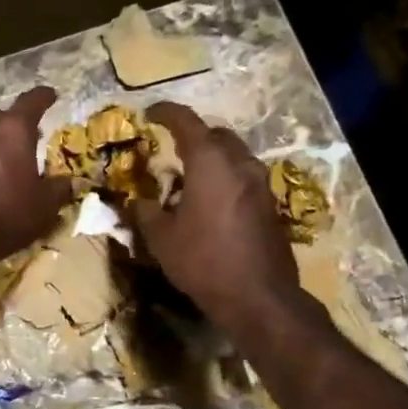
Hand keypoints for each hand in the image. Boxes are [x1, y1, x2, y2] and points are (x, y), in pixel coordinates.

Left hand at [0, 87, 74, 272]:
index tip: (51, 95)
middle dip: (16, 122)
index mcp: (13, 130)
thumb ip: (59, 189)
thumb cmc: (5, 215)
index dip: (44, 97)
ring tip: (8, 157)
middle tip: (30, 135)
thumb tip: (69, 182)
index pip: (32, 102)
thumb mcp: (44, 207)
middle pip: (1, 116)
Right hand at [134, 102, 315, 339]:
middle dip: (193, 135)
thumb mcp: (161, 239)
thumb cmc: (203, 261)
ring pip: (234, 156)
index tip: (150, 112)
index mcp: (210, 163)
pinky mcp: (270, 205)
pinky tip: (210, 202)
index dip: (166, 113)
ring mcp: (260, 184)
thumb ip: (146, 213)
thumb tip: (137, 201)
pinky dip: (225, 178)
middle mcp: (239, 164)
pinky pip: (243, 178)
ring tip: (190, 177)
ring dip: (212, 158)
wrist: (257, 296)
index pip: (187, 122)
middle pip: (217, 135)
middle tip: (171, 148)